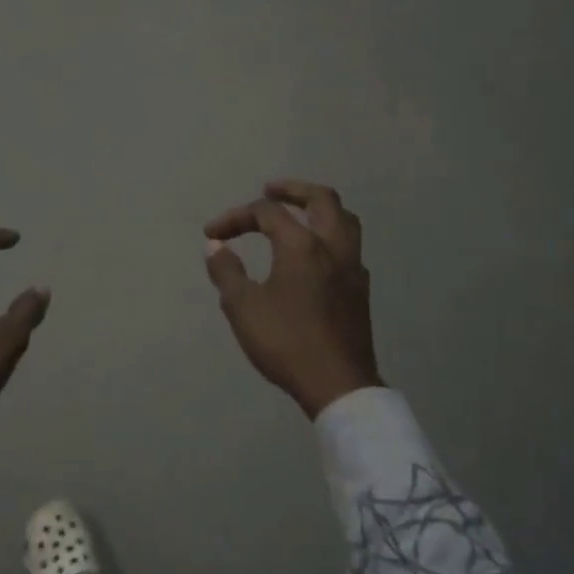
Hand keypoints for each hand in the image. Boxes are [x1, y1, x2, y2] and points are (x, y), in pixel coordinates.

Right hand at [203, 180, 381, 419]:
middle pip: (321, 199)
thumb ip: (227, 271)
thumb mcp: (243, 308)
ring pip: (344, 219)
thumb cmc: (285, 342)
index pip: (267, 213)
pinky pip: (349, 246)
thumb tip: (215, 246)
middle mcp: (333, 246)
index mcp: (302, 245)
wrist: (337, 383)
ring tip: (298, 213)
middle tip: (269, 190)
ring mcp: (353, 267)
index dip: (236, 217)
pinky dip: (330, 235)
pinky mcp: (361, 289)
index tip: (212, 234)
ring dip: (319, 208)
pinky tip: (315, 254)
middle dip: (292, 190)